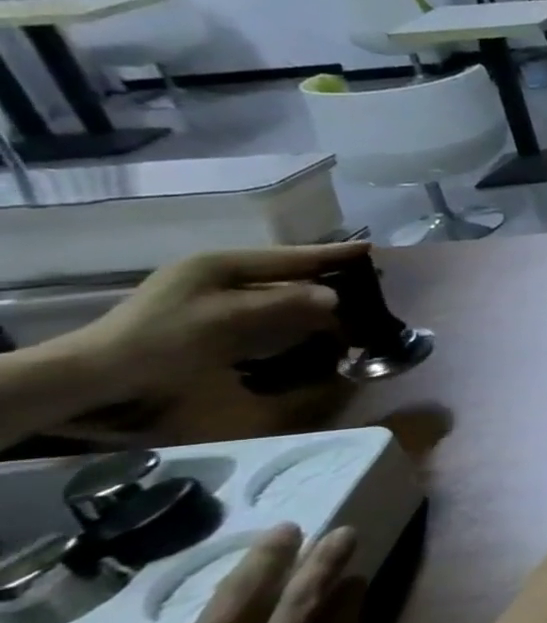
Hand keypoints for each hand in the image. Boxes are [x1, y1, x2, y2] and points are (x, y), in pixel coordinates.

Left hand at [73, 243, 367, 379]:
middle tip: (366, 276)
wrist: (97, 374)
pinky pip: (263, 304)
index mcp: (221, 263)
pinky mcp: (208, 314)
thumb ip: (283, 303)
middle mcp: (217, 271)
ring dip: (311, 293)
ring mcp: (210, 293)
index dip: (331, 254)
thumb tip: (334, 295)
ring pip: (276, 287)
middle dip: (325, 273)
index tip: (372, 249)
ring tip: (348, 296)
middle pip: (284, 269)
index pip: (290, 256)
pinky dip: (291, 309)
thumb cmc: (163, 340)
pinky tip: (310, 316)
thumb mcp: (228, 320)